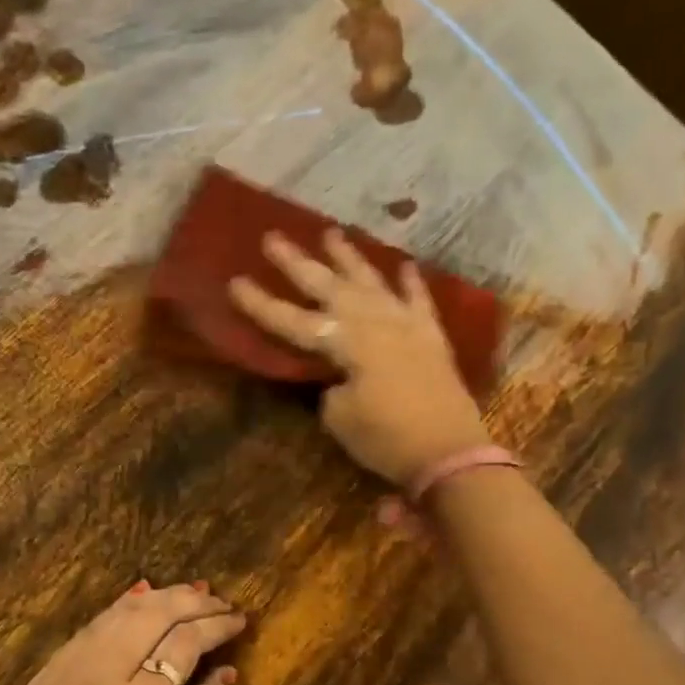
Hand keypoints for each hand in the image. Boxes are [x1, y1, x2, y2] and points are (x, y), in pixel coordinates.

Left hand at [0, 581, 244, 684]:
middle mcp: (107, 670)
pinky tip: (145, 594)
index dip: (216, 626)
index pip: (186, 643)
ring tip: (194, 593)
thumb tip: (225, 676)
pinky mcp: (55, 660)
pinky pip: (98, 619)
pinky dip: (127, 601)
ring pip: (127, 609)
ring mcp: (75, 660)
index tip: (239, 621)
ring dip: (165, 595)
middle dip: (196, 602)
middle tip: (222, 603)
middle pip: (158, 614)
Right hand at [229, 229, 489, 486]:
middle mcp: (374, 322)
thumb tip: (338, 377)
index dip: (261, 304)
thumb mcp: (341, 418)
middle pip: (329, 286)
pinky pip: (418, 300)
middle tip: (273, 238)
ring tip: (331, 232)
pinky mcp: (431, 337)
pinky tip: (403, 265)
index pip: (293, 320)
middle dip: (297, 263)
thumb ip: (331, 388)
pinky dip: (410, 283)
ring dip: (349, 257)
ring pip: (371, 281)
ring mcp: (405, 324)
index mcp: (346, 343)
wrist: (449, 451)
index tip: (235, 282)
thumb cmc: (386, 439)